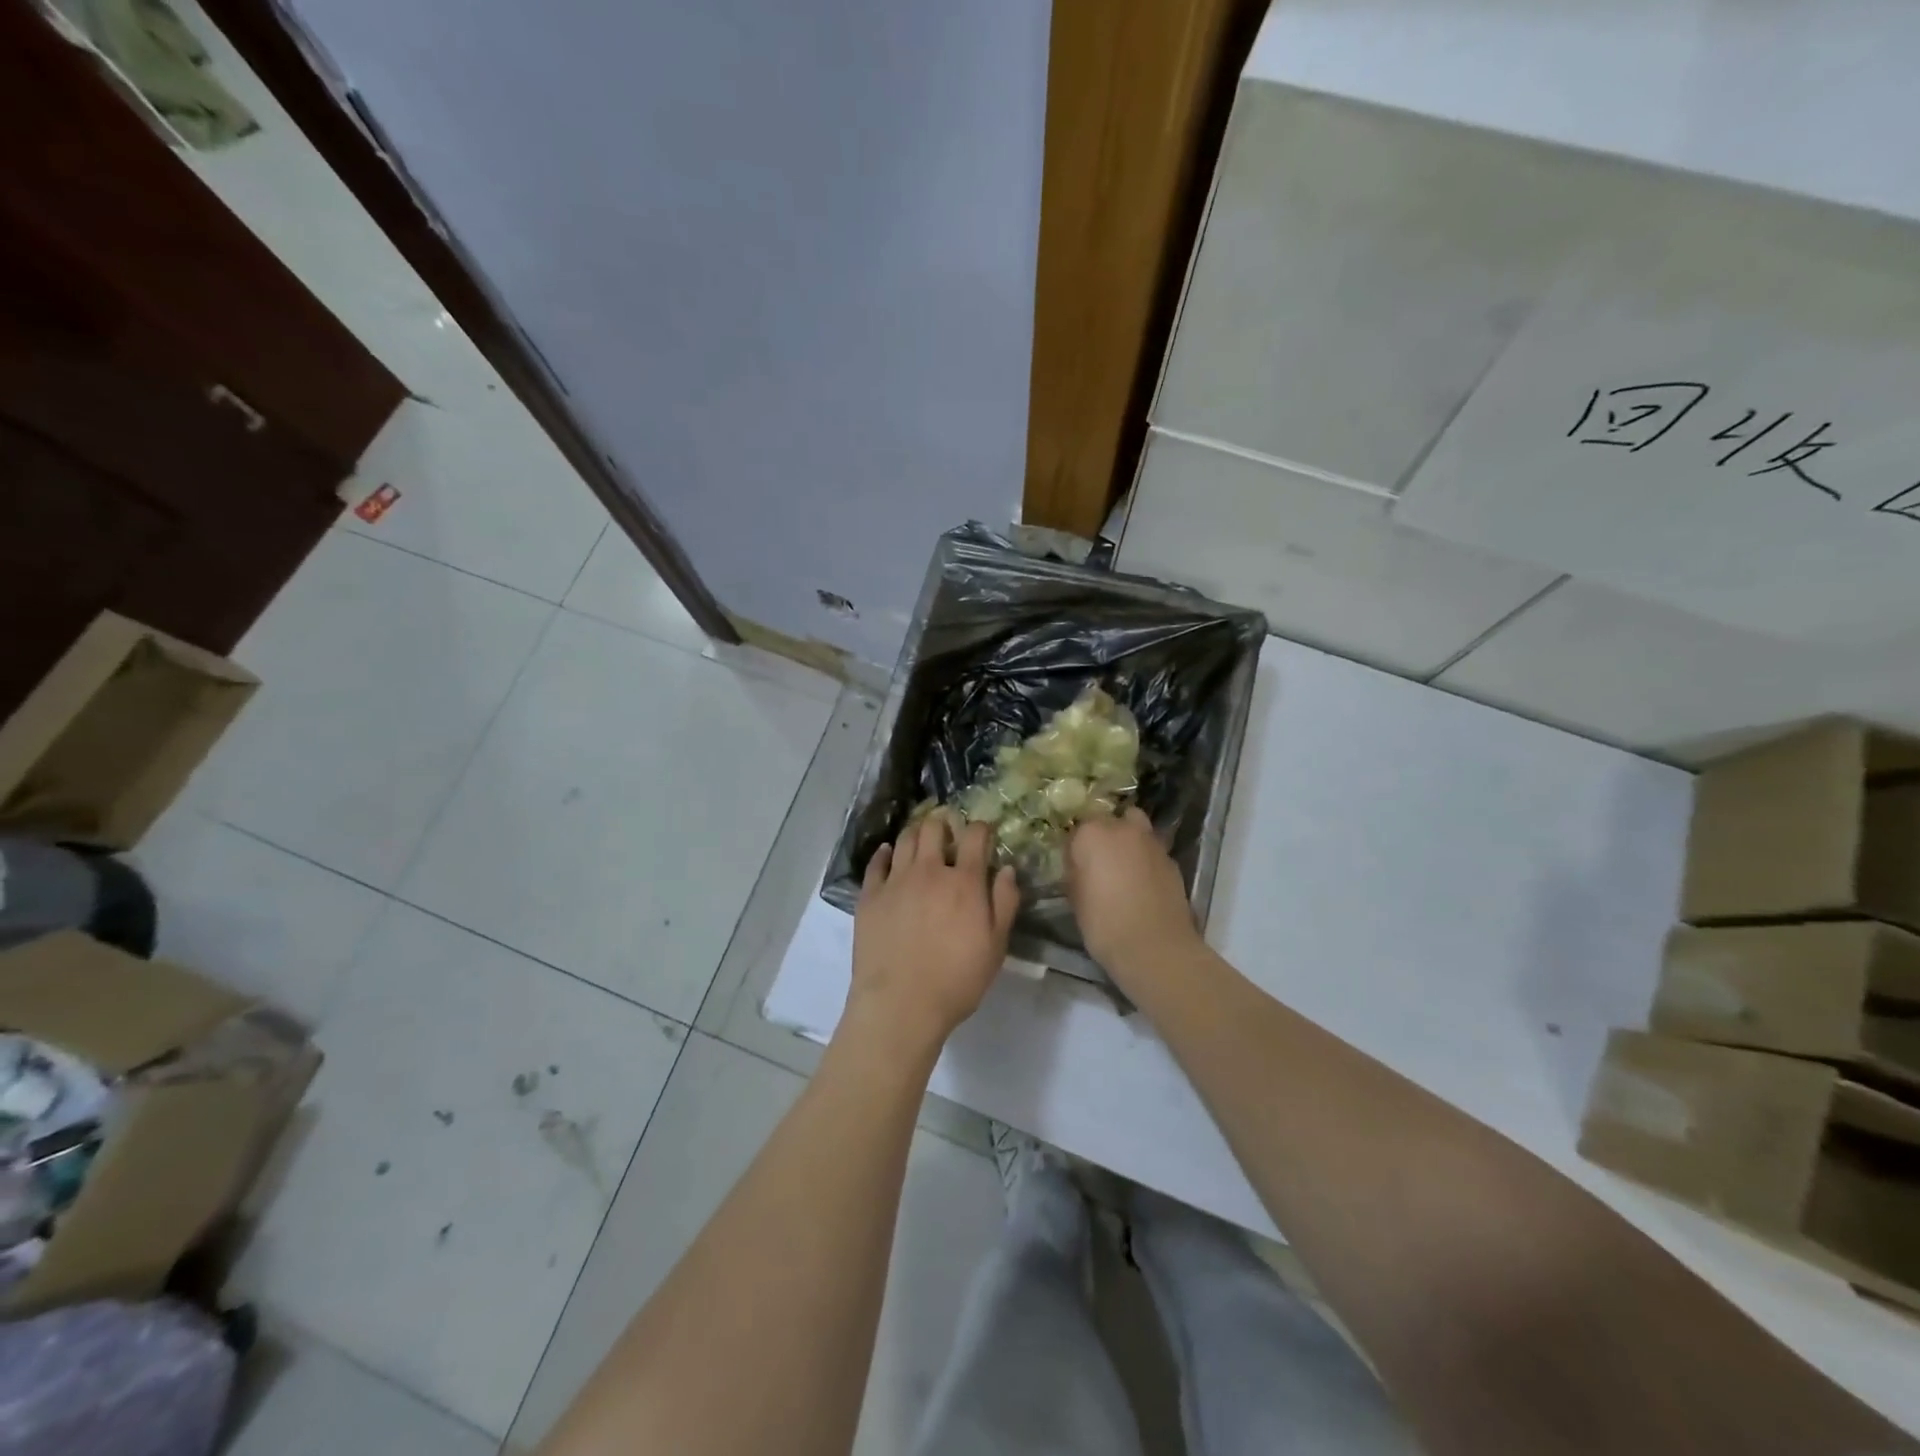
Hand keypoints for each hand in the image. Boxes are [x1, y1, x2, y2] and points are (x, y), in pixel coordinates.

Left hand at [848, 815, 1018, 1056]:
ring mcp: (895, 880)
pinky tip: (888, 854)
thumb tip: (1007, 869)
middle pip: (934, 828)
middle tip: (948, 832)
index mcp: (964, 881)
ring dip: (916, 832)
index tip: (983, 832)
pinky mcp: (870, 895)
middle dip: (944, 823)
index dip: (981, 828)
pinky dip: (884, 853)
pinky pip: (876, 863)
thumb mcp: (996, 946)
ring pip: (904, 839)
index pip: (975, 836)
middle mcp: (929, 871)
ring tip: (921, 838)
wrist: (900, 1004)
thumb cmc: (956, 979)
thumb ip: (1005, 903)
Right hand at [1066, 808, 1201, 984]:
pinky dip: (1146, 860)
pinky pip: (1153, 851)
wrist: (1154, 947)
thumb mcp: (1075, 897)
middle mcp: (1123, 828)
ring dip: (1129, 842)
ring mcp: (1152, 842)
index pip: (1077, 828)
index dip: (1075, 847)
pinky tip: (1142, 884)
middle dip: (1105, 835)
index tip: (1074, 865)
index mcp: (1092, 833)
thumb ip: (1075, 871)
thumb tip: (1079, 864)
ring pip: (1136, 829)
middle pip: (1110, 820)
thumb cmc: (1104, 923)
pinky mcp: (1172, 860)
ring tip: (1123, 869)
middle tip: (1100, 862)